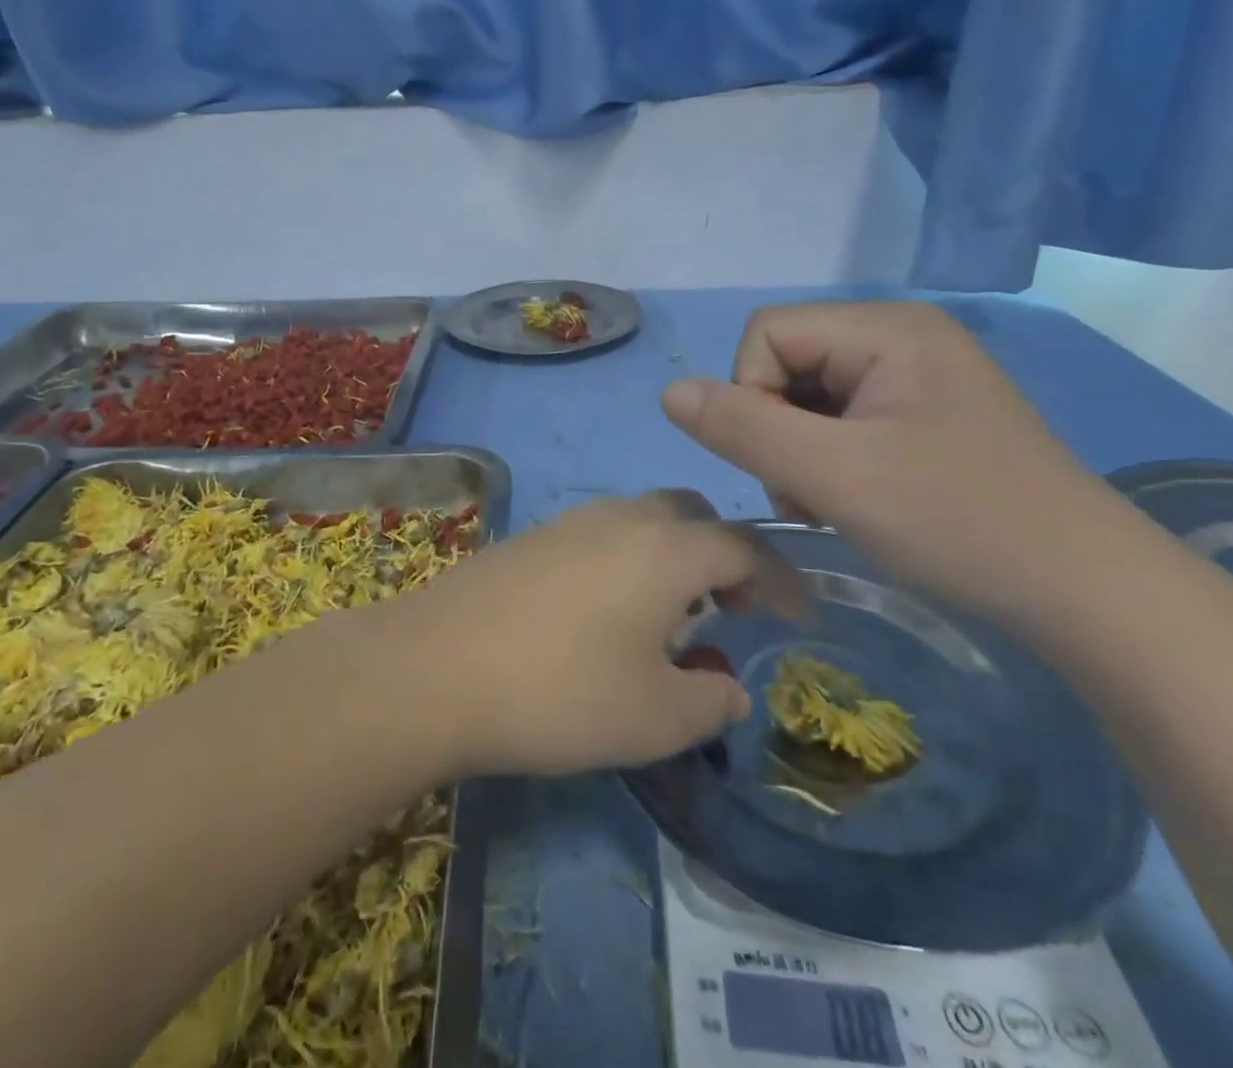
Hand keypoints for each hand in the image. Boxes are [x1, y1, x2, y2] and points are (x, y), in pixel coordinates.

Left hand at [382, 493, 756, 777]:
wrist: (436, 666)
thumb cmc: (561, 691)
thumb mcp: (656, 718)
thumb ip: (709, 699)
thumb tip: (727, 684)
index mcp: (667, 548)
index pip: (745, 546)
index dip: (780, 579)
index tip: (796, 616)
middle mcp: (622, 518)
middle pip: (691, 514)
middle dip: (722, 554)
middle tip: (727, 606)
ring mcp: (569, 523)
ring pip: (642, 520)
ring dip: (671, 555)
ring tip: (668, 615)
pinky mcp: (530, 538)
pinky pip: (600, 535)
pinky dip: (626, 560)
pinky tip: (605, 613)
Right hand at [661, 301, 1122, 617]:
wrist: (1087, 593)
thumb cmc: (958, 523)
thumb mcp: (834, 476)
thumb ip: (743, 428)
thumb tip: (670, 392)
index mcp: (885, 328)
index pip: (766, 333)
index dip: (751, 395)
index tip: (786, 462)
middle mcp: (900, 335)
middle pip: (787, 361)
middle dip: (777, 428)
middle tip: (810, 493)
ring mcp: (917, 373)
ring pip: (809, 393)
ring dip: (799, 449)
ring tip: (832, 502)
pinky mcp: (926, 411)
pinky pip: (844, 415)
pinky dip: (830, 456)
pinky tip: (855, 497)